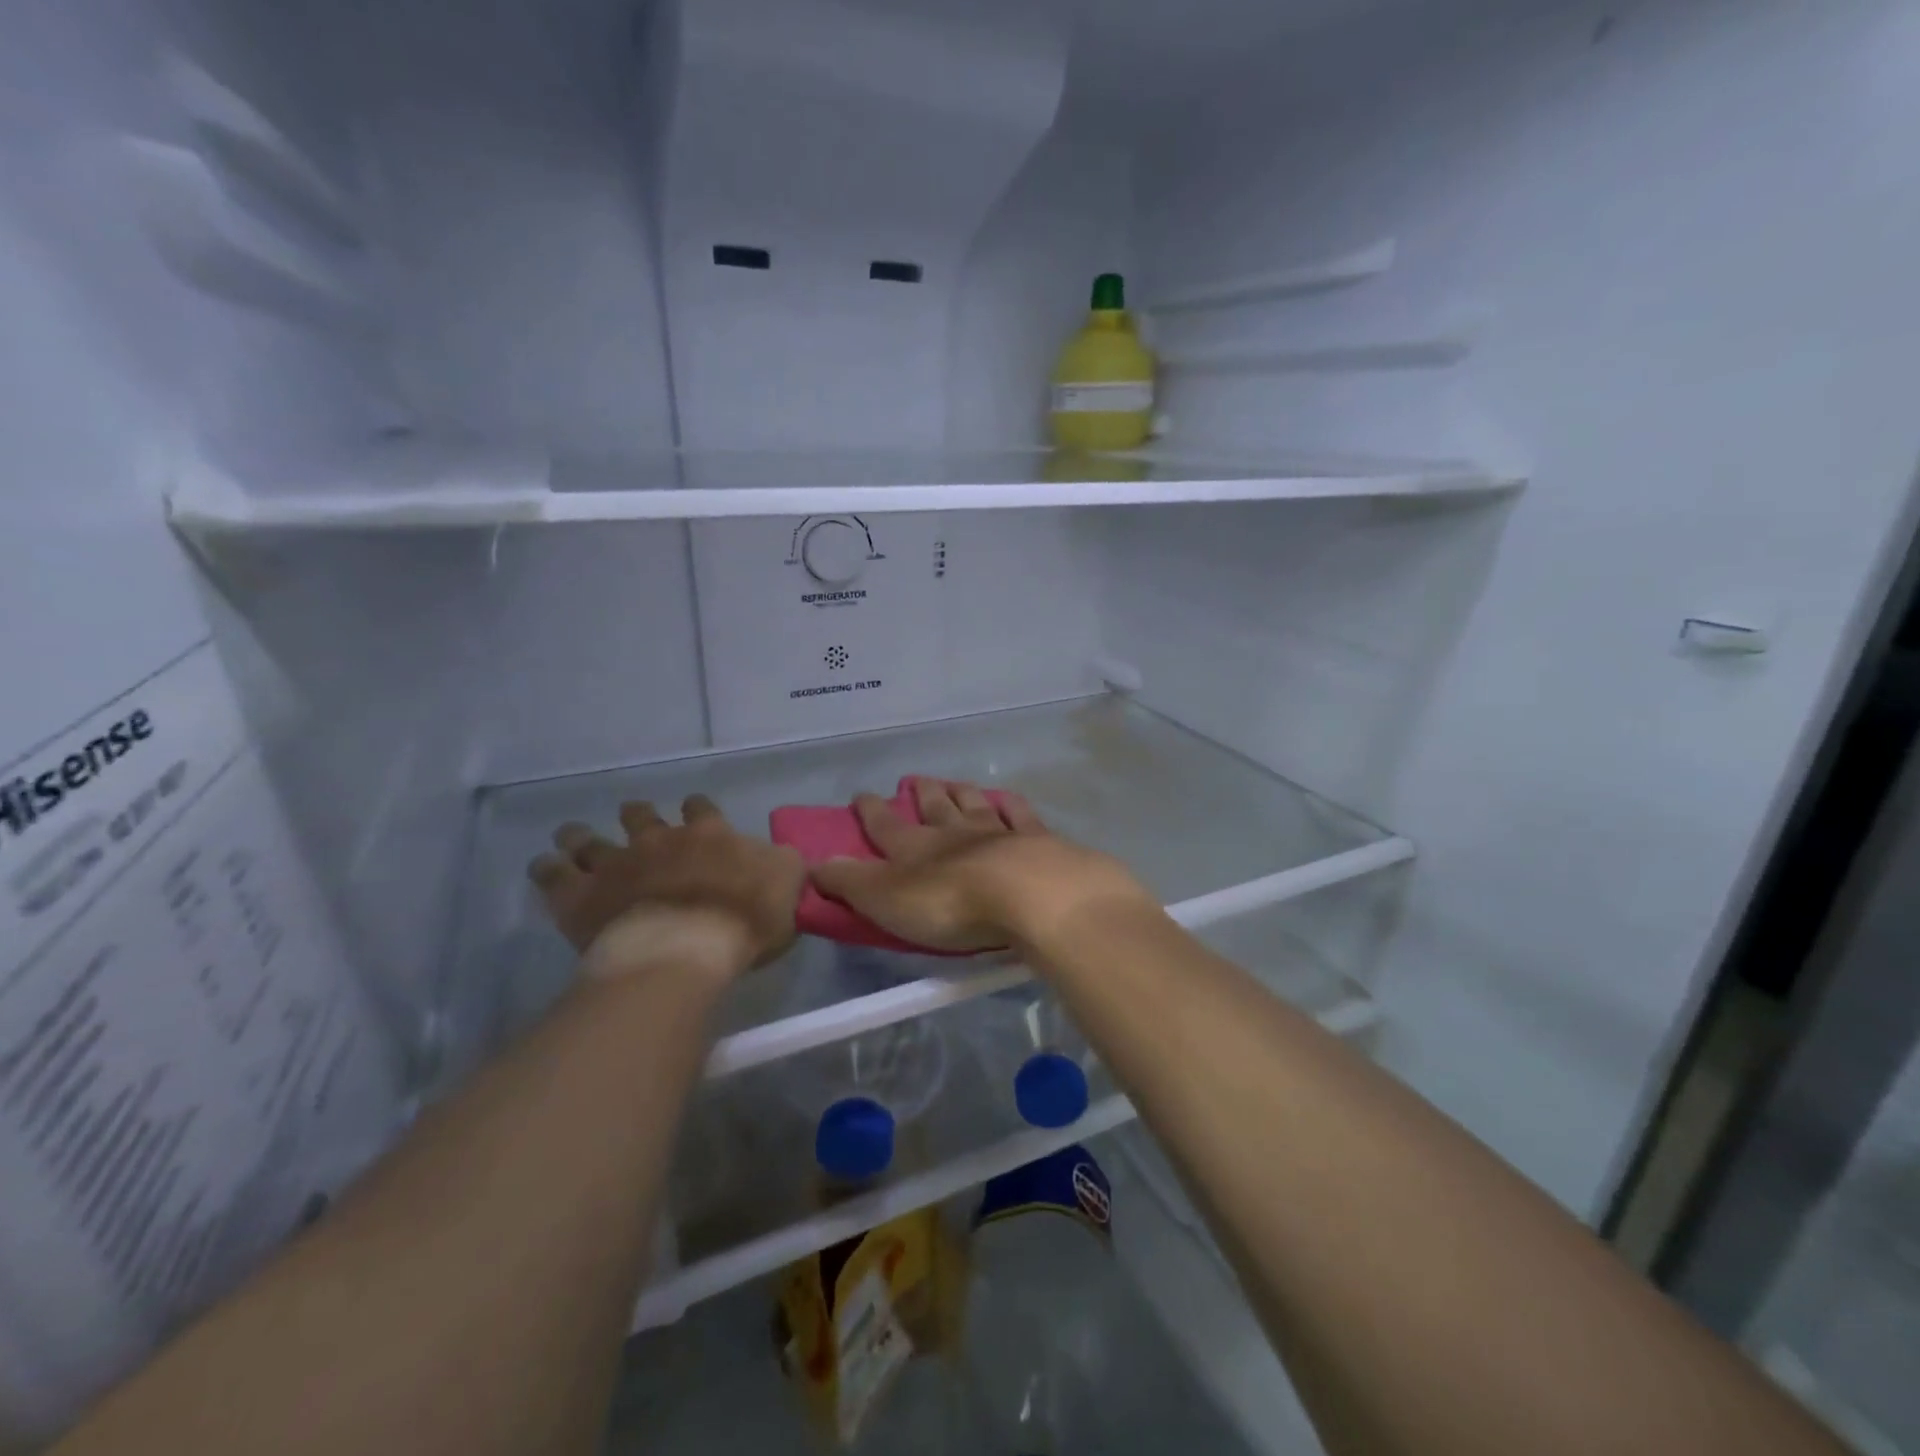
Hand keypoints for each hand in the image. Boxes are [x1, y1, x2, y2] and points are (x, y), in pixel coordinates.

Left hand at [529, 795, 803, 982]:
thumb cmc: (743, 919)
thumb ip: (783, 864)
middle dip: (637, 814)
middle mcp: (659, 839)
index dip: (697, 809)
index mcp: (709, 834)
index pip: (701, 809)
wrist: (683, 949)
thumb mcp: (787, 885)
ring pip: (590, 839)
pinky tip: (544, 868)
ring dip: (581, 836)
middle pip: (641, 816)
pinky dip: (547, 869)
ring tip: (573, 835)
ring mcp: (615, 864)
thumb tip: (779, 854)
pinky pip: (553, 875)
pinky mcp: (580, 896)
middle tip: (635, 819)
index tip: (693, 812)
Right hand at [810, 778, 1151, 953]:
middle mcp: (954, 833)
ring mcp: (998, 833)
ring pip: (973, 805)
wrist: (1028, 895)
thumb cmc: (950, 904)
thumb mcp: (885, 900)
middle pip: (934, 807)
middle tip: (913, 780)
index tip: (860, 795)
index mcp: (915, 848)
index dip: (870, 811)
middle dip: (921, 794)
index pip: (885, 826)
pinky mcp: (1036, 842)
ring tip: (952, 782)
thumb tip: (812, 864)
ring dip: (960, 793)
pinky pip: (1020, 816)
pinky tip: (1007, 798)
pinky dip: (1011, 805)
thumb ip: (849, 882)